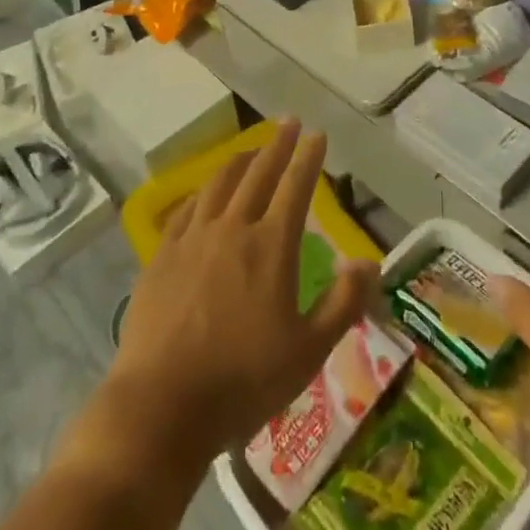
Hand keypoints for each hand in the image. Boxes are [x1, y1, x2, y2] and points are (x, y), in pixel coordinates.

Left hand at [105, 120, 378, 463]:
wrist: (160, 406)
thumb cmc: (242, 382)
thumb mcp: (308, 352)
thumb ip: (342, 303)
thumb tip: (369, 262)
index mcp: (272, 246)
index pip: (296, 186)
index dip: (309, 157)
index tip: (318, 134)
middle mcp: (233, 228)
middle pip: (259, 173)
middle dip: (277, 145)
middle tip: (288, 122)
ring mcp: (193, 239)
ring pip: (220, 184)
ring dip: (239, 160)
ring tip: (250, 149)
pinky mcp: (162, 256)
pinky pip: (186, 209)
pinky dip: (203, 191)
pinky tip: (204, 193)